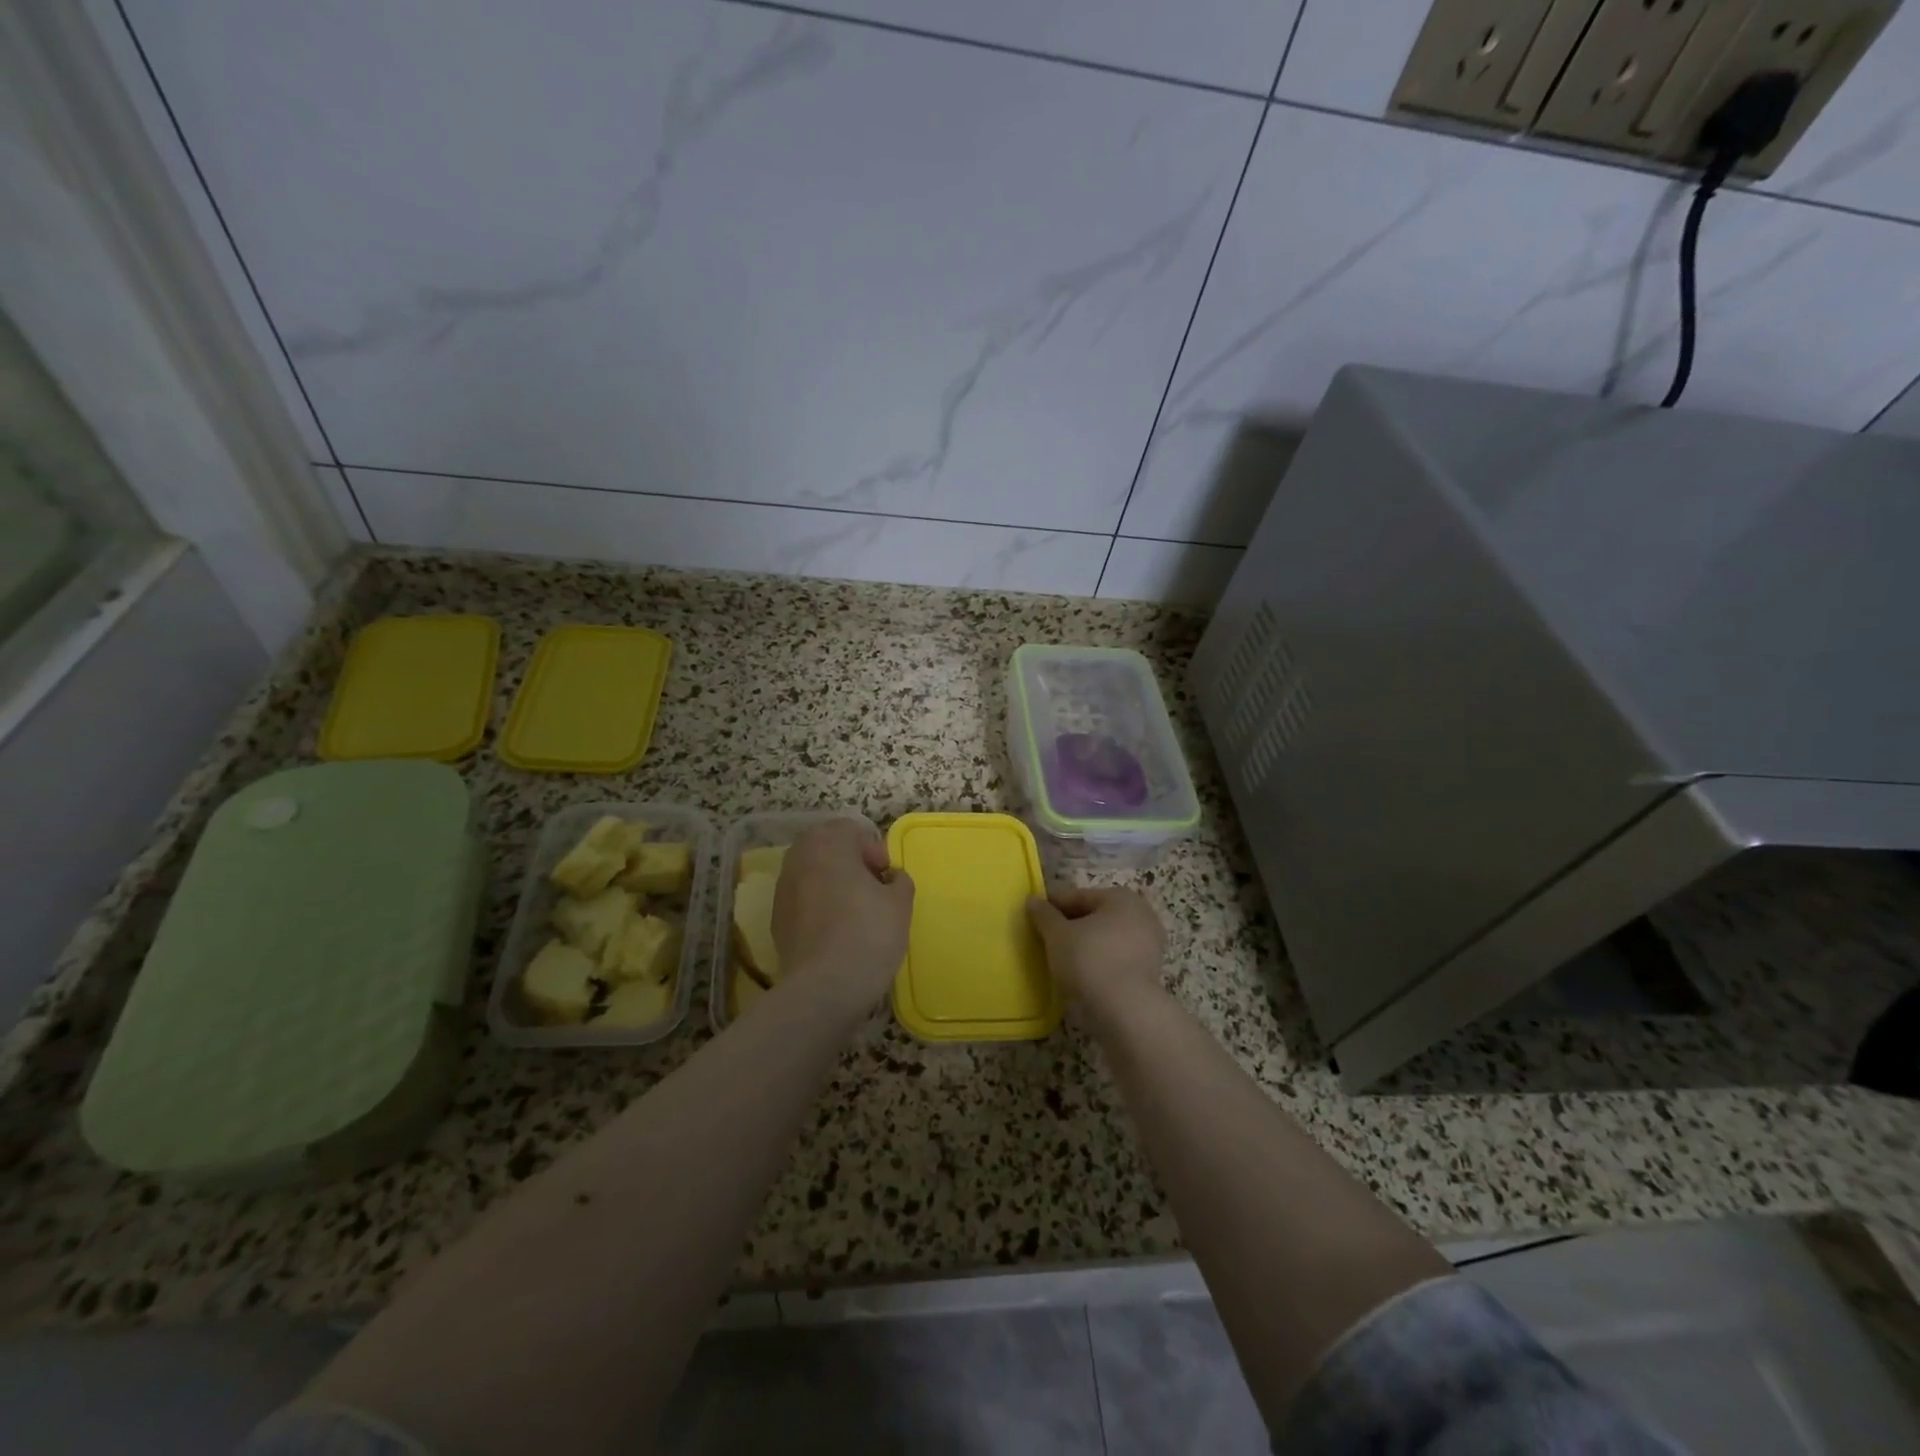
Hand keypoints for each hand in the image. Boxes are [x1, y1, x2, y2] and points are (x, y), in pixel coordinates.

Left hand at [774, 819, 913, 1014]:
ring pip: (812, 874)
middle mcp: (799, 859)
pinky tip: (836, 933)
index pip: (851, 830)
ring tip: (855, 913)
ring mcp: (782, 890)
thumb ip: (899, 880)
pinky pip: (802, 900)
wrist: (824, 988)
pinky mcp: (777, 920)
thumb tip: (890, 878)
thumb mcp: (900, 904)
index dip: (873, 850)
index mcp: (827, 844)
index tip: (886, 878)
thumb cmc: (868, 934)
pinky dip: (818, 907)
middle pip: (827, 848)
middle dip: (850, 863)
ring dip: (832, 884)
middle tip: (872, 890)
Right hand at [1026, 887, 1165, 1016]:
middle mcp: (1141, 915)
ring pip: (1105, 939)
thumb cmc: (1090, 961)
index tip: (1031, 915)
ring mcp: (1149, 945)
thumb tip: (1033, 900)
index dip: (1052, 905)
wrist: (1126, 1012)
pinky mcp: (1148, 973)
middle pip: (1094, 916)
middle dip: (1069, 925)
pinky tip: (1078, 974)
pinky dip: (1097, 962)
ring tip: (1058, 958)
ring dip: (1083, 945)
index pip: (1077, 896)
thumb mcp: (1058, 935)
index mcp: (1121, 898)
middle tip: (1043, 937)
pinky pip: (1114, 959)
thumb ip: (1044, 915)